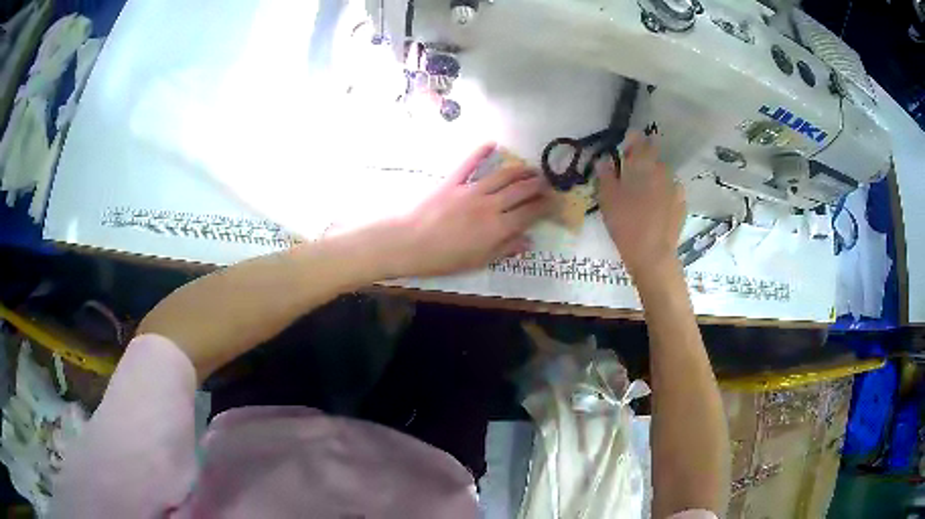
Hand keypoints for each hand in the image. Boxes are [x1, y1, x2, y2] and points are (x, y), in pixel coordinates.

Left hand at [391, 144, 553, 276]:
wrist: (408, 243)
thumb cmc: (443, 259)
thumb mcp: (478, 261)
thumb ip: (504, 249)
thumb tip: (528, 241)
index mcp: (498, 227)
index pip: (530, 213)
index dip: (546, 206)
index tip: (555, 202)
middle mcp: (490, 204)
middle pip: (521, 190)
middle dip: (538, 185)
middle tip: (547, 183)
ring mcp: (471, 190)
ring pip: (502, 175)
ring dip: (519, 170)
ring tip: (530, 168)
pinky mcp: (453, 181)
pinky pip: (469, 163)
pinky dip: (481, 152)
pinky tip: (492, 144)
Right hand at [598, 132, 685, 282]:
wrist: (653, 254)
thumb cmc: (626, 224)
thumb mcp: (607, 199)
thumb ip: (606, 176)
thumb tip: (604, 160)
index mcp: (643, 166)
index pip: (640, 141)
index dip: (633, 140)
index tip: (625, 146)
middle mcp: (662, 171)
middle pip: (654, 156)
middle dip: (644, 159)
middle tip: (632, 171)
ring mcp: (675, 188)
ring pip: (664, 174)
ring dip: (655, 176)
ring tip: (645, 190)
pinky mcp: (682, 204)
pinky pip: (672, 191)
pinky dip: (664, 192)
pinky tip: (657, 205)